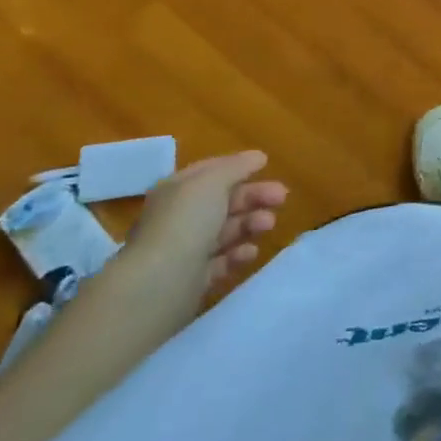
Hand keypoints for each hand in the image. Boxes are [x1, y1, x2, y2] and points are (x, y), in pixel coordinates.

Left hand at [131, 151, 288, 289]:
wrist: (159, 283)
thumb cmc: (186, 221)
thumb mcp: (213, 181)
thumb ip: (237, 166)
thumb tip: (258, 157)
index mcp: (177, 190)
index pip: (211, 172)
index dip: (239, 167)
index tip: (267, 166)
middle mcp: (179, 217)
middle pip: (223, 201)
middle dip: (253, 197)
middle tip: (282, 198)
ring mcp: (184, 249)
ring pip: (224, 231)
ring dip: (250, 224)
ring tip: (268, 225)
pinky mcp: (192, 280)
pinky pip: (220, 262)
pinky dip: (238, 255)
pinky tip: (251, 252)